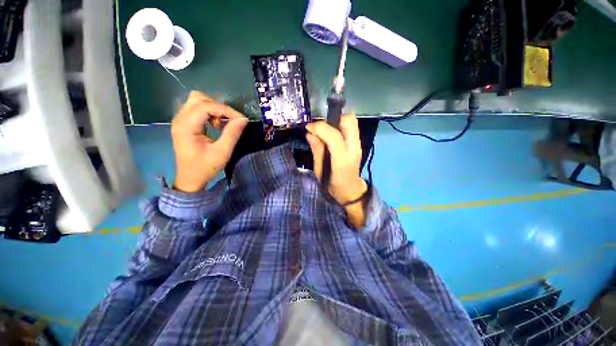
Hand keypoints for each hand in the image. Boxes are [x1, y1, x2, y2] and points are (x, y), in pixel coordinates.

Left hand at [171, 91, 247, 192]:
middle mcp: (180, 118)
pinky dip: (209, 113)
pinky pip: (196, 109)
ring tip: (222, 123)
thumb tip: (243, 119)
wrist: (190, 179)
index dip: (226, 110)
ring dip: (213, 108)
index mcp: (186, 126)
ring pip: (197, 101)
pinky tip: (215, 125)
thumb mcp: (222, 152)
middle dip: (219, 107)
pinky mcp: (183, 123)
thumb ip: (232, 134)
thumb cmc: (205, 167)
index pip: (206, 106)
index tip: (241, 119)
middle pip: (199, 98)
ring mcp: (180, 120)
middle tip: (231, 121)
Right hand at [306, 114, 367, 227]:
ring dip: (337, 121)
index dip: (320, 128)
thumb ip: (316, 151)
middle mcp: (353, 149)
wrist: (351, 191)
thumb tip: (310, 133)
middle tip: (320, 128)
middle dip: (332, 119)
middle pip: (349, 121)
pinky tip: (331, 134)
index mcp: (342, 161)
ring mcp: (358, 145)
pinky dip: (340, 125)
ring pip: (352, 121)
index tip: (309, 127)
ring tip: (325, 130)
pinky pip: (351, 127)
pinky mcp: (358, 144)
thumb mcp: (320, 172)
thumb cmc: (333, 186)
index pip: (335, 136)